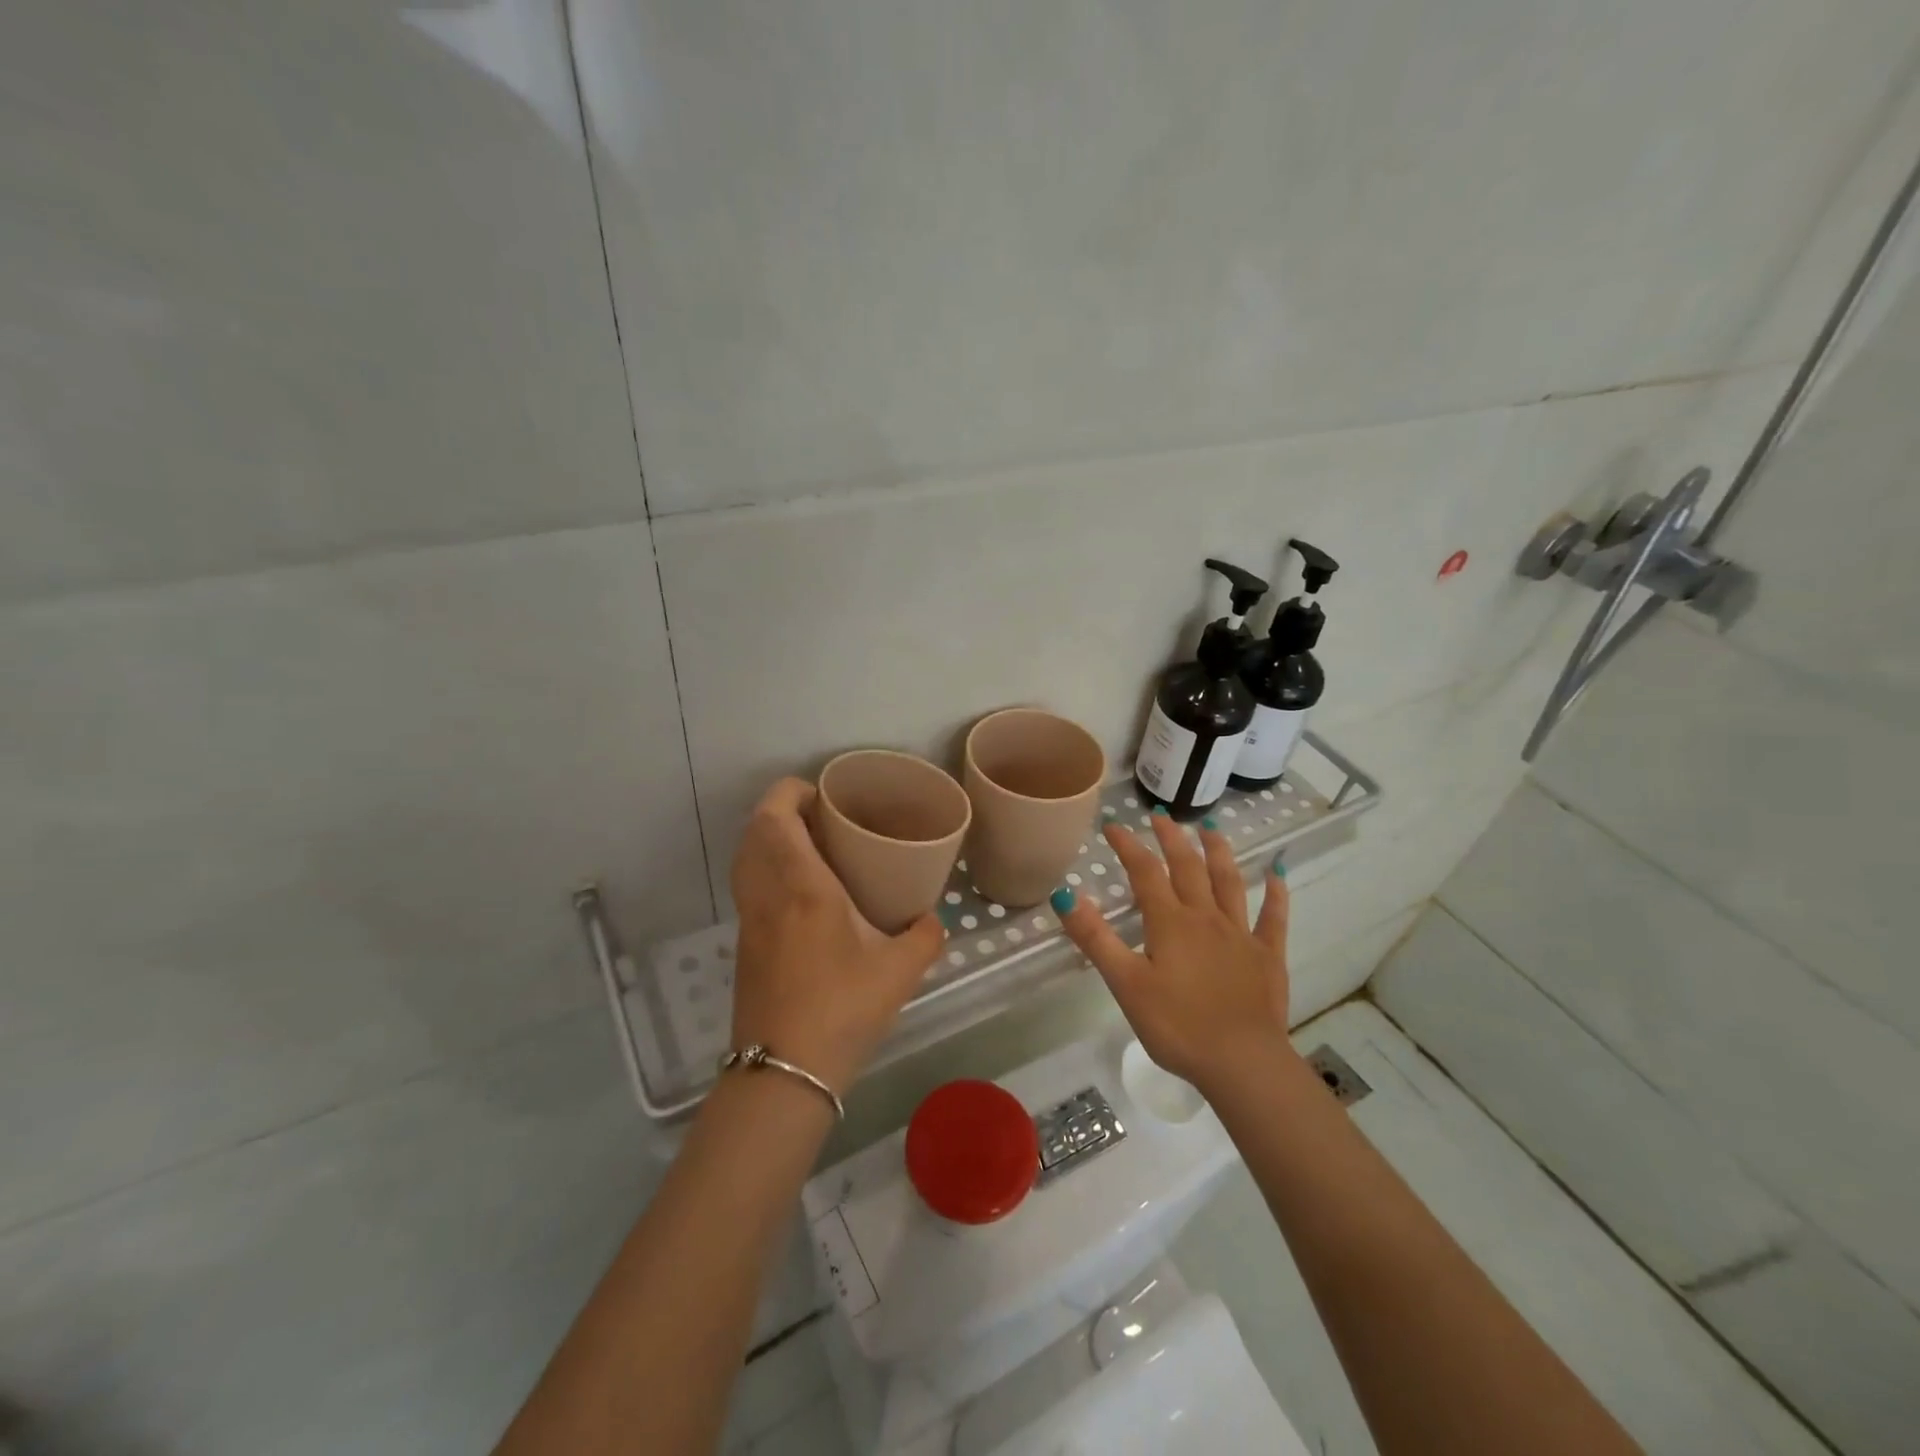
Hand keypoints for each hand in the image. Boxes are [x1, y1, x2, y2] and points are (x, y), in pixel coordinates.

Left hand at [729, 778, 945, 1095]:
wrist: (784, 1073)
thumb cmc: (842, 1009)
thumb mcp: (900, 971)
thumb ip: (925, 936)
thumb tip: (931, 920)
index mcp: (803, 887)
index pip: (777, 818)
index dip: (789, 792)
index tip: (819, 792)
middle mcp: (767, 895)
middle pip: (753, 832)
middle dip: (779, 811)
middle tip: (817, 815)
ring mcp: (750, 922)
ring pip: (746, 860)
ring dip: (768, 840)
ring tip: (808, 847)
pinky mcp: (744, 947)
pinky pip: (748, 888)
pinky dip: (765, 870)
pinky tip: (799, 894)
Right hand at [1054, 810, 1295, 1094]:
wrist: (1241, 1063)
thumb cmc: (1176, 1025)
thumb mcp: (1125, 982)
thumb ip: (1095, 937)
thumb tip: (1064, 894)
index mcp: (1170, 922)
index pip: (1145, 872)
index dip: (1128, 846)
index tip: (1113, 825)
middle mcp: (1205, 917)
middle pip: (1188, 867)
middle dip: (1172, 838)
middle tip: (1160, 815)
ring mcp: (1240, 934)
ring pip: (1229, 882)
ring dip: (1219, 852)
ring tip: (1211, 828)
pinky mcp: (1267, 956)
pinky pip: (1273, 918)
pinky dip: (1275, 894)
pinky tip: (1276, 874)